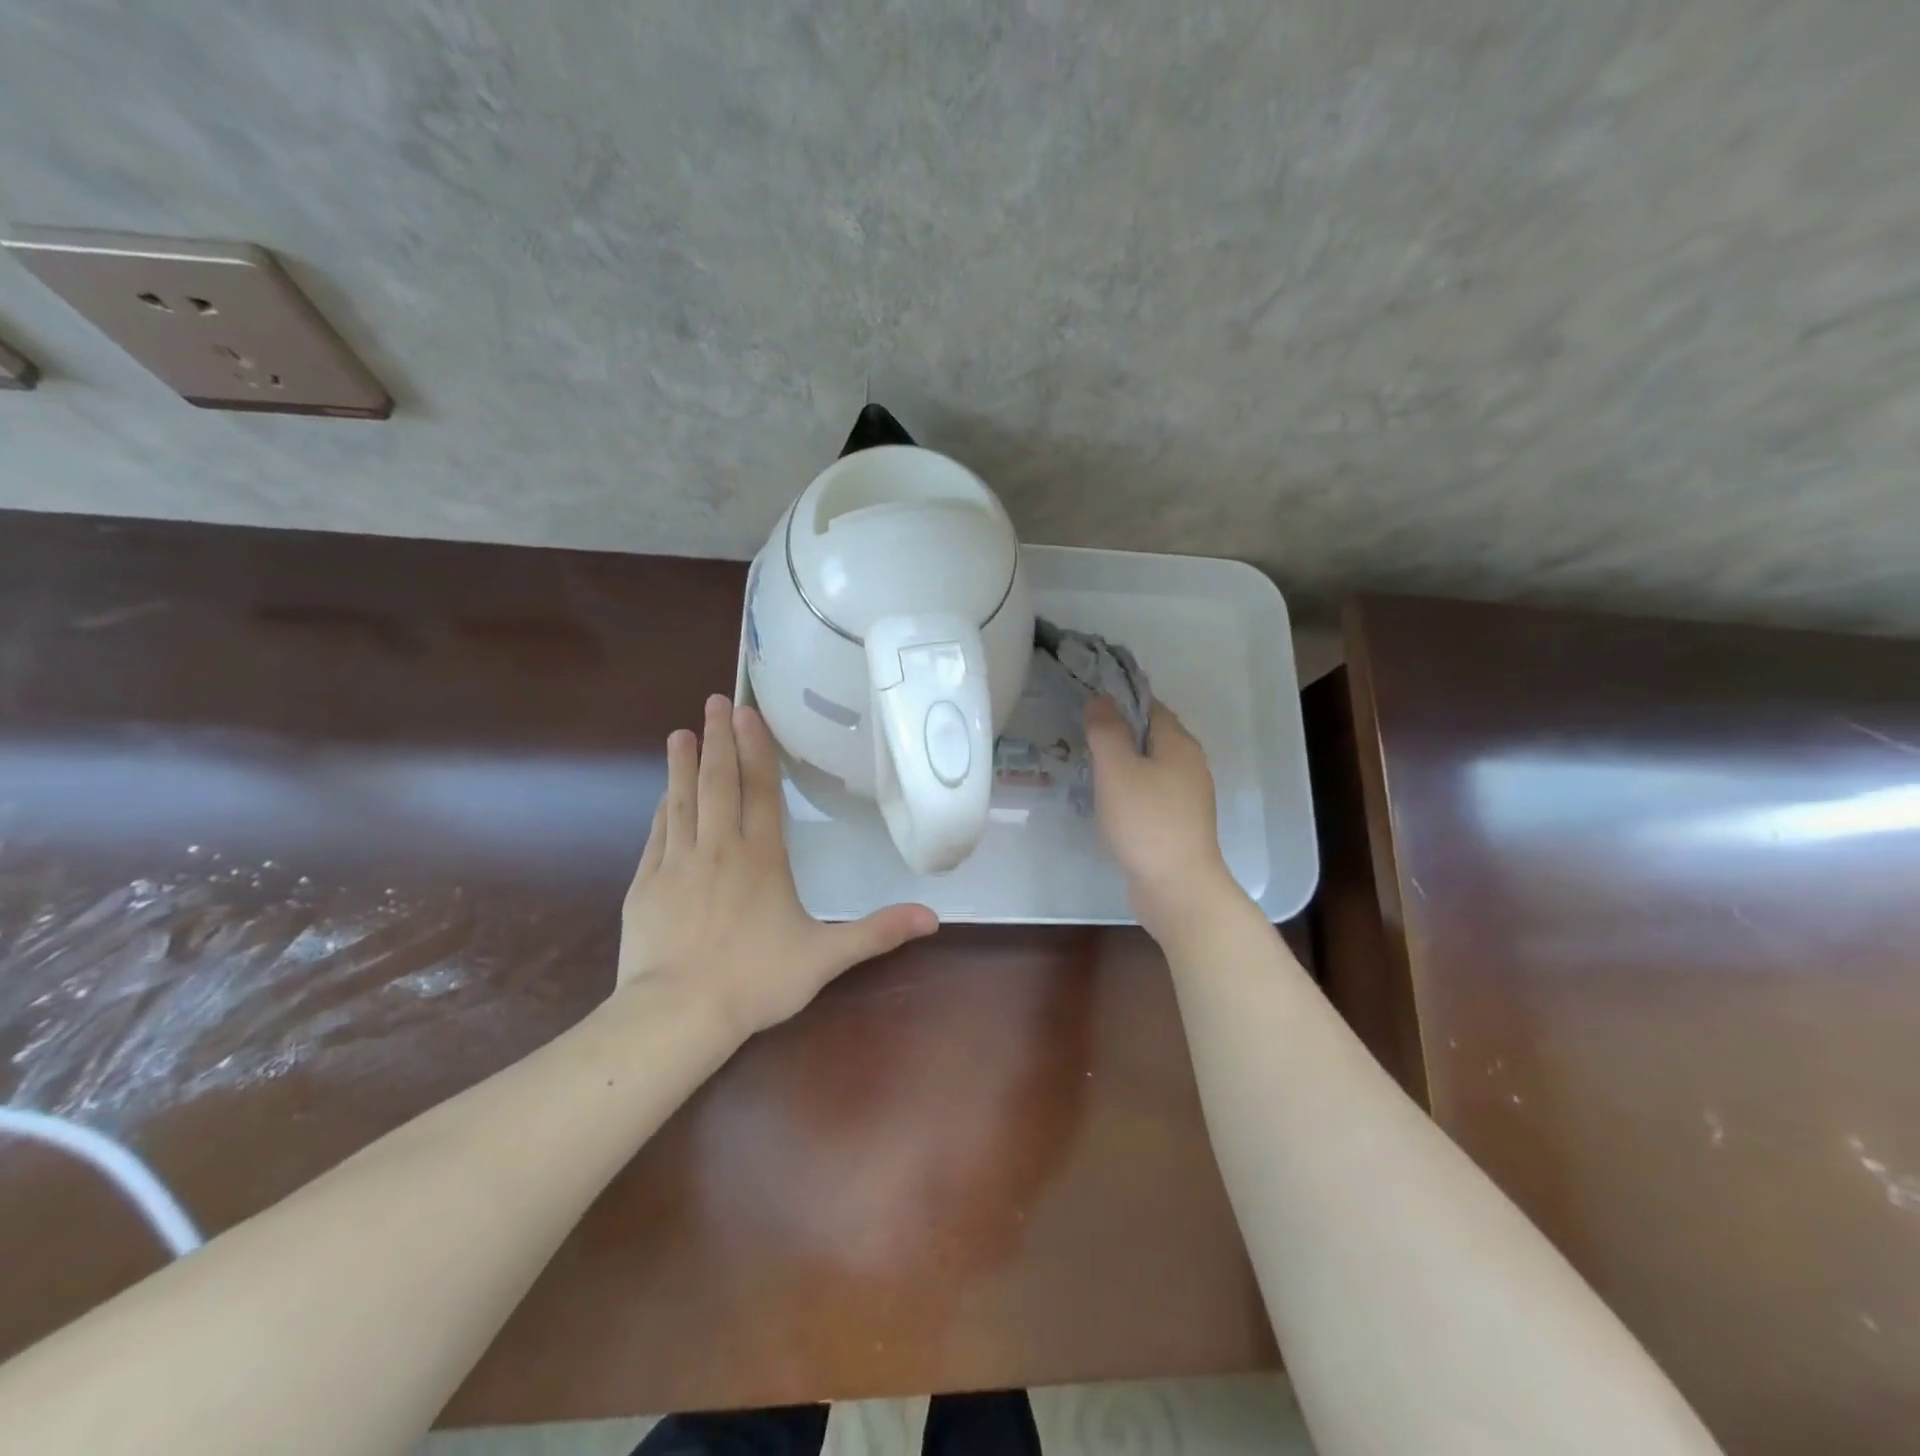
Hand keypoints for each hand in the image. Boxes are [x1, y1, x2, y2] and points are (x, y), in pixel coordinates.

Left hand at [619, 695, 938, 1040]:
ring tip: (682, 732)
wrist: (677, 1014)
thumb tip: (933, 917)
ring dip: (683, 764)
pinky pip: (658, 835)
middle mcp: (719, 849)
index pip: (760, 791)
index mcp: (762, 858)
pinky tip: (663, 795)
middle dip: (719, 739)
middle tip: (715, 702)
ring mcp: (678, 864)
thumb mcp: (826, 957)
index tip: (747, 714)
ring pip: (683, 801)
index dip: (756, 750)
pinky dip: (663, 809)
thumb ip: (877, 932)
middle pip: (719, 783)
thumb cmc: (756, 981)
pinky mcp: (646, 885)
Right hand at [1085, 696, 1242, 941]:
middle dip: (1118, 731)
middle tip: (1080, 734)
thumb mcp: (1117, 769)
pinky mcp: (1178, 823)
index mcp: (1179, 744)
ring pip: (1150, 766)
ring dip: (1122, 763)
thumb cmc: (1146, 822)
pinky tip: (1107, 801)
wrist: (1177, 888)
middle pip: (1150, 735)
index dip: (1118, 700)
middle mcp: (1189, 765)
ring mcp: (1187, 797)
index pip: (1149, 706)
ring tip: (1087, 765)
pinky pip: (1150, 793)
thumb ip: (1106, 730)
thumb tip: (1100, 698)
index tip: (1086, 703)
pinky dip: (1129, 789)